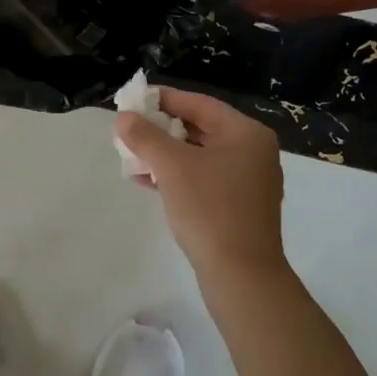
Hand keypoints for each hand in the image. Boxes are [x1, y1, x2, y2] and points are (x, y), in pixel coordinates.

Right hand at [116, 88, 285, 282]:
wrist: (241, 276)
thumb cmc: (210, 209)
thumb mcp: (172, 167)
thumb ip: (145, 136)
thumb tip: (124, 118)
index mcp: (246, 133)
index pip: (199, 104)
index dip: (164, 99)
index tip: (133, 100)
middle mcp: (253, 151)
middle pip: (200, 128)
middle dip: (161, 129)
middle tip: (129, 128)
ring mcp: (248, 181)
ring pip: (199, 155)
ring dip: (165, 153)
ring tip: (131, 155)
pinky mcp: (239, 206)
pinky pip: (203, 178)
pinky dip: (176, 176)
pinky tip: (145, 181)